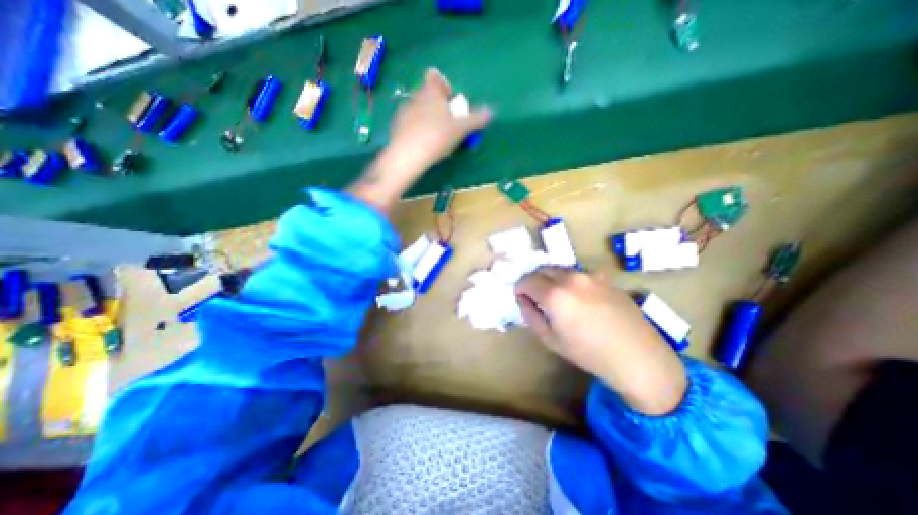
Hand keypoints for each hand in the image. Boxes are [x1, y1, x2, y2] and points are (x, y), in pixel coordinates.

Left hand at [350, 69, 491, 211]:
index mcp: (430, 91)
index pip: (435, 77)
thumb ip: (476, 119)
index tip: (452, 104)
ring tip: (438, 139)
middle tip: (450, 126)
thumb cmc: (437, 136)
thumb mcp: (461, 128)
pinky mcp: (396, 128)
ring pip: (419, 111)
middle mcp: (414, 97)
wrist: (407, 156)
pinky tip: (424, 146)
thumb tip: (491, 111)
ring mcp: (403, 112)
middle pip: (429, 96)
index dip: (444, 87)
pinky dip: (418, 132)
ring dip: (429, 120)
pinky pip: (411, 125)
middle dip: (439, 108)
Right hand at [516, 269, 687, 416]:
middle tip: (538, 298)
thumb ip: (530, 315)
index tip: (523, 299)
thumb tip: (525, 300)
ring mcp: (590, 274)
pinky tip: (581, 299)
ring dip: (552, 279)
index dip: (520, 289)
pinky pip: (579, 274)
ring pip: (560, 269)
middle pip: (542, 269)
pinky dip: (571, 281)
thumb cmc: (588, 352)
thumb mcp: (550, 339)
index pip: (526, 280)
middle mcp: (570, 277)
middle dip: (535, 281)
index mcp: (554, 293)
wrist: (638, 356)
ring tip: (559, 298)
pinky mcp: (604, 277)